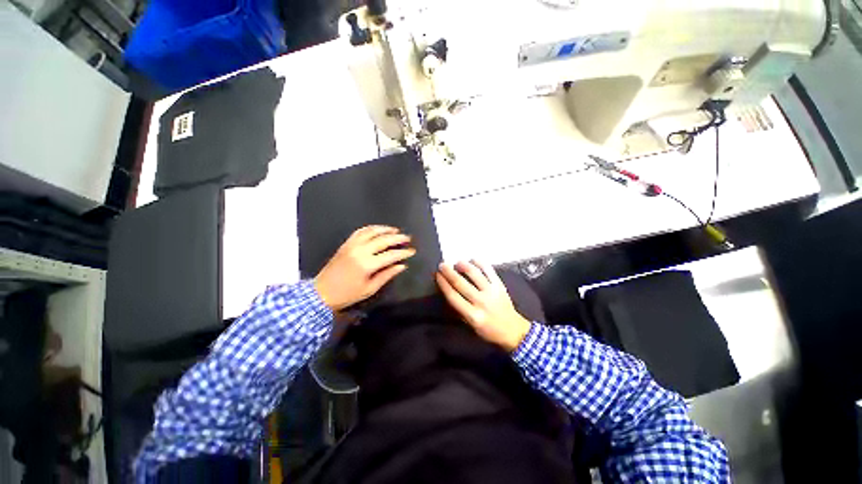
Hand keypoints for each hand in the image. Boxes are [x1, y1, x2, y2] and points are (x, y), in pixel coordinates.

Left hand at [314, 226, 415, 310]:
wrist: (321, 292)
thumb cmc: (347, 294)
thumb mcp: (370, 289)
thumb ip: (387, 275)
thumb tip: (402, 266)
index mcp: (367, 264)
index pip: (391, 255)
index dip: (403, 253)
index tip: (412, 251)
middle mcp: (360, 251)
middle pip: (383, 240)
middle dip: (398, 238)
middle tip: (408, 238)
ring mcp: (352, 245)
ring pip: (372, 231)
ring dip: (385, 229)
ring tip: (396, 230)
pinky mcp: (346, 244)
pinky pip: (360, 231)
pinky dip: (371, 228)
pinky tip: (378, 230)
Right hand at [436, 260, 530, 351]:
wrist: (513, 330)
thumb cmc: (488, 330)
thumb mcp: (471, 325)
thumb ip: (460, 309)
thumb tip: (448, 290)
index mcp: (473, 315)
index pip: (453, 296)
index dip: (443, 284)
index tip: (437, 275)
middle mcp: (481, 302)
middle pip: (461, 283)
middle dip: (449, 272)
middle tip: (442, 265)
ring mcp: (492, 292)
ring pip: (474, 274)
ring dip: (463, 265)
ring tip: (457, 262)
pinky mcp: (500, 285)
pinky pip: (489, 270)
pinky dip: (480, 263)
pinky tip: (473, 260)